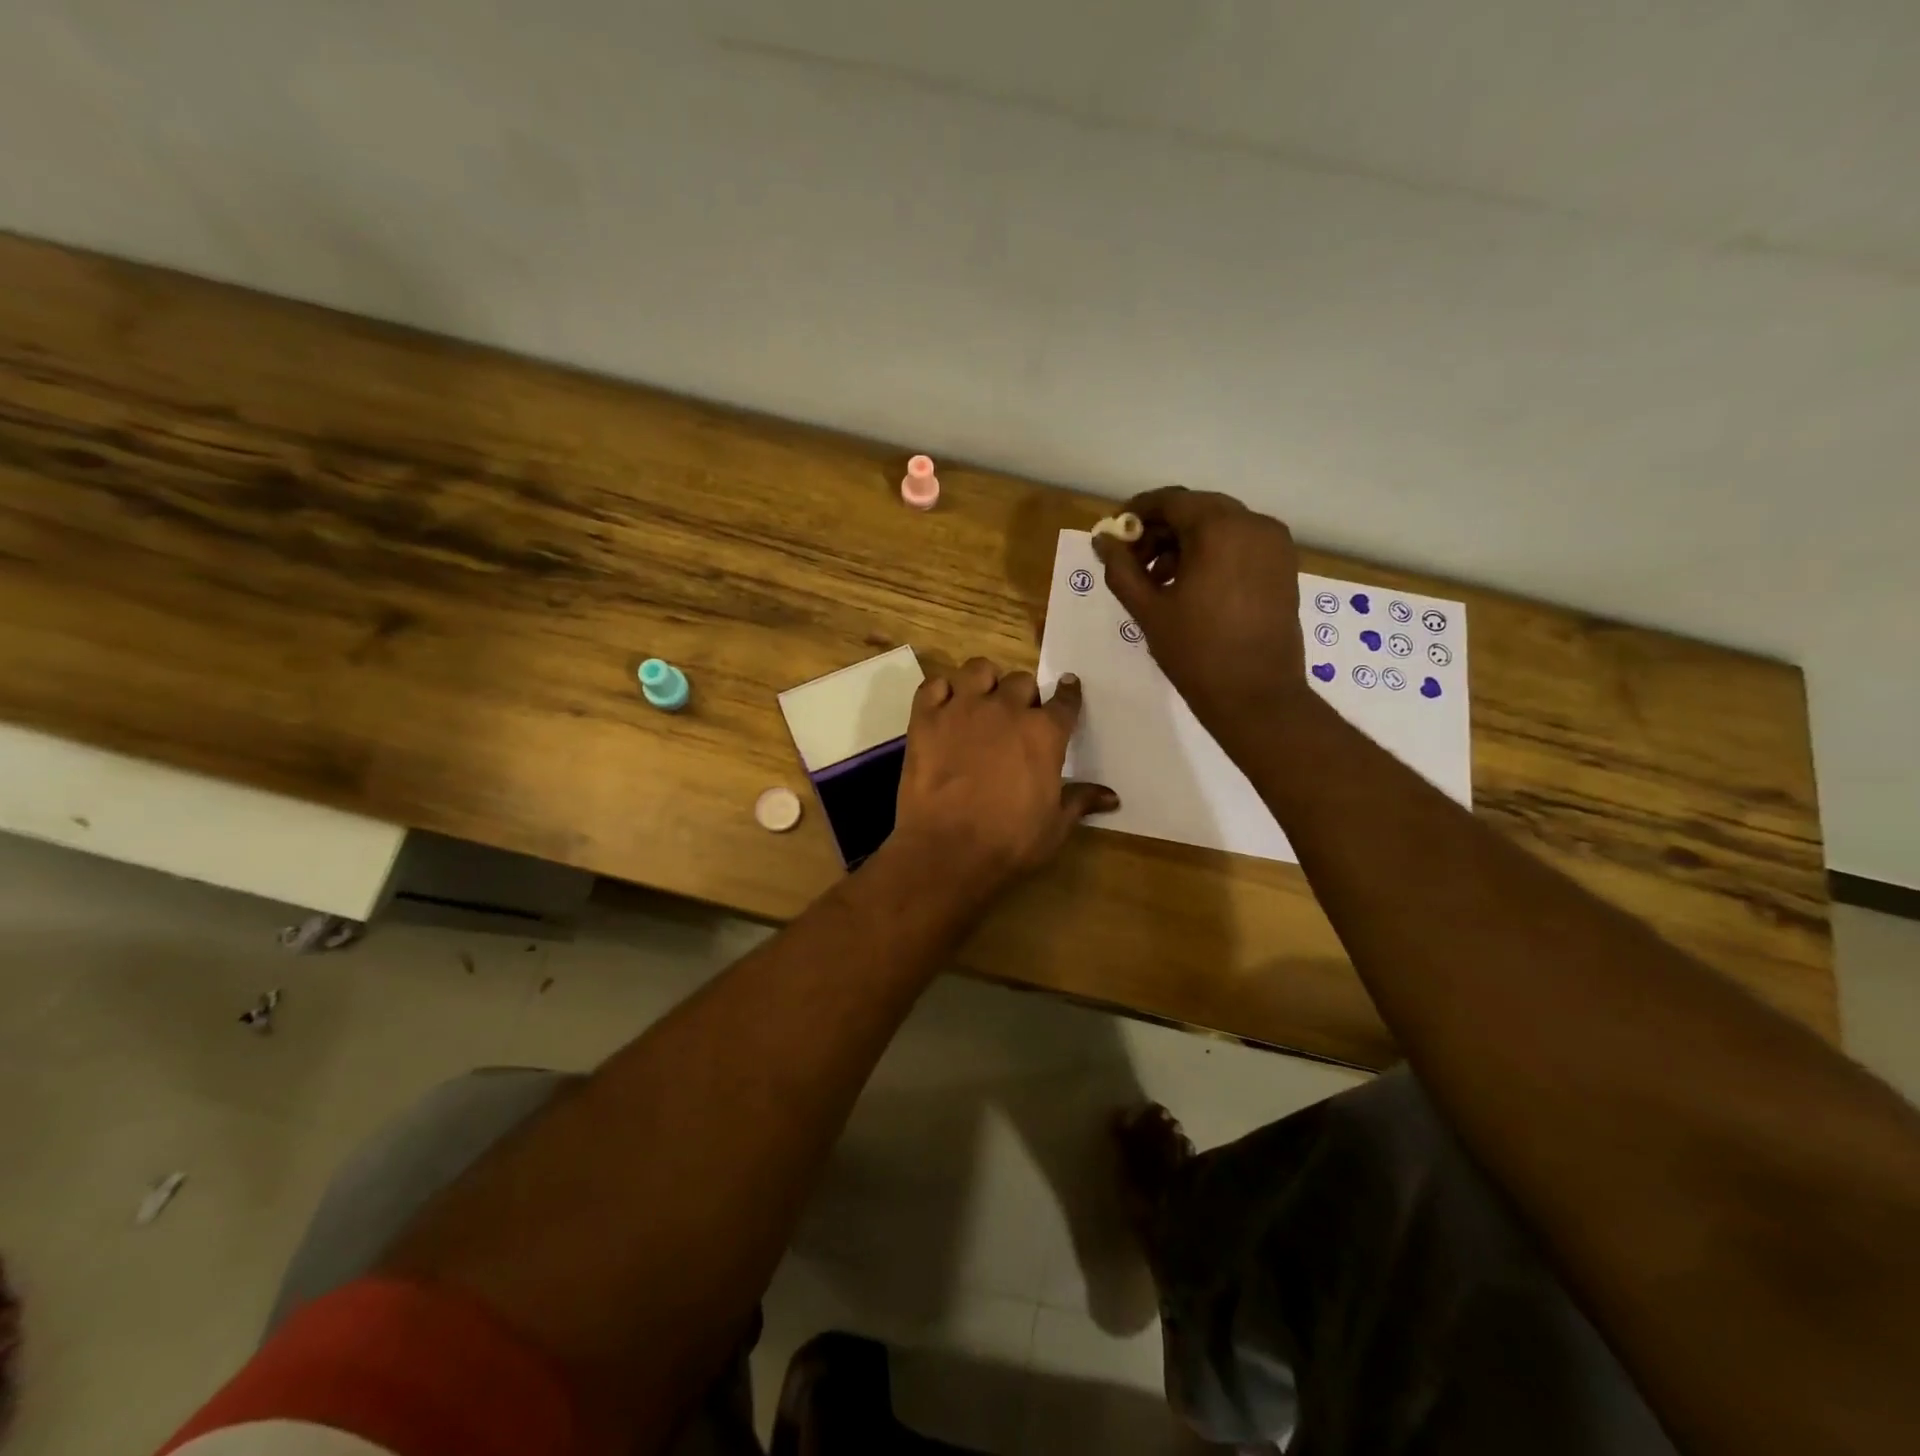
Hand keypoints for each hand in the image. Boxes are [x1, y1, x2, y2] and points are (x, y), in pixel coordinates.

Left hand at [890, 658, 1117, 893]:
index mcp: (1043, 733)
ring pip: (978, 669)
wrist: (947, 850)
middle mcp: (1005, 709)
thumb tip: (1112, 796)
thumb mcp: (1054, 826)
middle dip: (1023, 695)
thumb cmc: (1009, 841)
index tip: (1068, 687)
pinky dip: (940, 692)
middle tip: (1017, 715)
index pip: (1064, 701)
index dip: (1068, 693)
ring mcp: (962, 709)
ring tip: (981, 700)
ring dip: (984, 681)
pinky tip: (943, 708)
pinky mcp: (925, 719)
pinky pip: (933, 686)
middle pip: (1021, 681)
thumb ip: (1080, 801)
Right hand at [1093, 487, 1306, 747]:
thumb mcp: (1148, 609)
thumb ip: (1121, 568)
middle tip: (1133, 562)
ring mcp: (1274, 544)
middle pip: (1196, 510)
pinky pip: (1240, 544)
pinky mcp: (1283, 566)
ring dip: (1185, 543)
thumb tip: (1102, 539)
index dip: (1137, 512)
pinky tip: (1191, 586)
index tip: (1114, 534)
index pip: (1170, 501)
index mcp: (1219, 528)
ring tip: (1159, 580)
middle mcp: (1253, 524)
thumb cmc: (1196, 653)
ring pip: (1220, 526)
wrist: (1256, 696)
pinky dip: (1212, 554)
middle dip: (1160, 531)